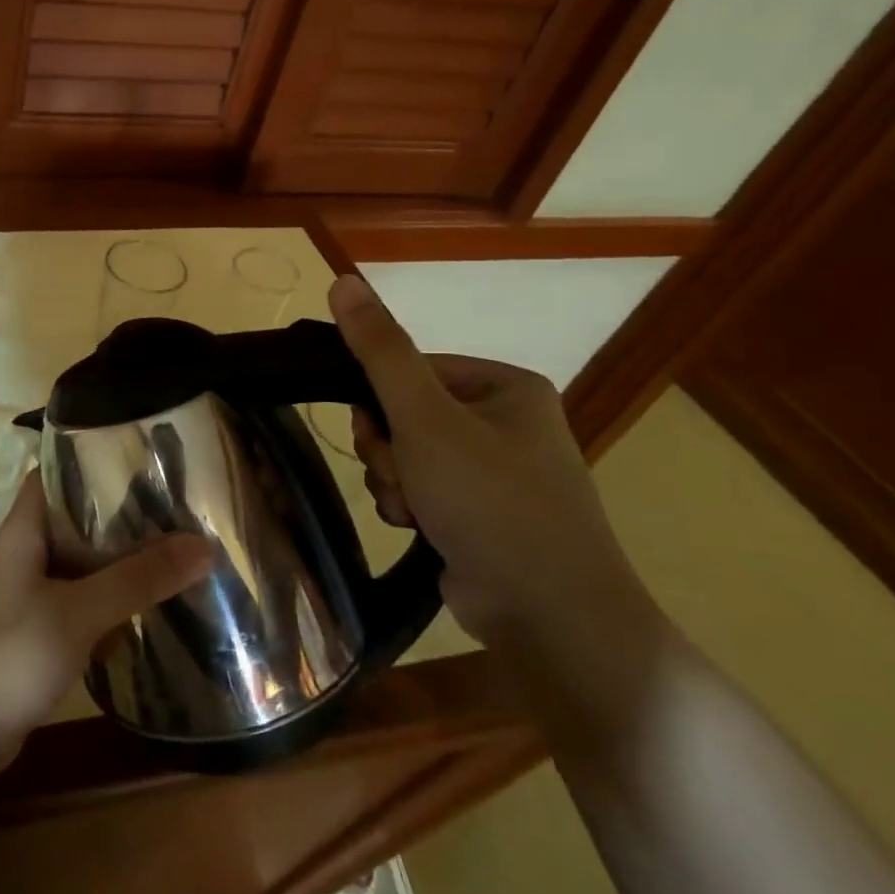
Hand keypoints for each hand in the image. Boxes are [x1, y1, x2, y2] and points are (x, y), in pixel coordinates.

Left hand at [0, 475, 215, 780]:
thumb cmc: (10, 655)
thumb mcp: (79, 611)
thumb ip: (139, 579)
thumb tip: (204, 545)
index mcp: (23, 531)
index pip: (55, 474)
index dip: (92, 460)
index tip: (144, 459)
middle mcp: (25, 554)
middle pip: (75, 520)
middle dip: (121, 516)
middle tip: (177, 508)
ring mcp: (30, 595)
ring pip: (82, 565)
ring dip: (120, 562)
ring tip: (176, 551)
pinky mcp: (39, 632)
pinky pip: (81, 603)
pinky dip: (111, 602)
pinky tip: (150, 608)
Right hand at [328, 274, 659, 664]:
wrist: (550, 615)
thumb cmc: (490, 501)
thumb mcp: (425, 417)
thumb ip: (380, 350)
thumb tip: (343, 278)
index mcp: (504, 386)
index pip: (411, 369)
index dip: (380, 401)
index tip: (377, 432)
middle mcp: (504, 422)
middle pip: (404, 414)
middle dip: (388, 449)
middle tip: (401, 475)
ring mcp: (494, 471)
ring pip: (405, 455)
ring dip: (393, 480)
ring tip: (413, 510)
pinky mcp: (481, 513)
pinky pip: (421, 490)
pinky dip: (410, 506)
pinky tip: (420, 530)